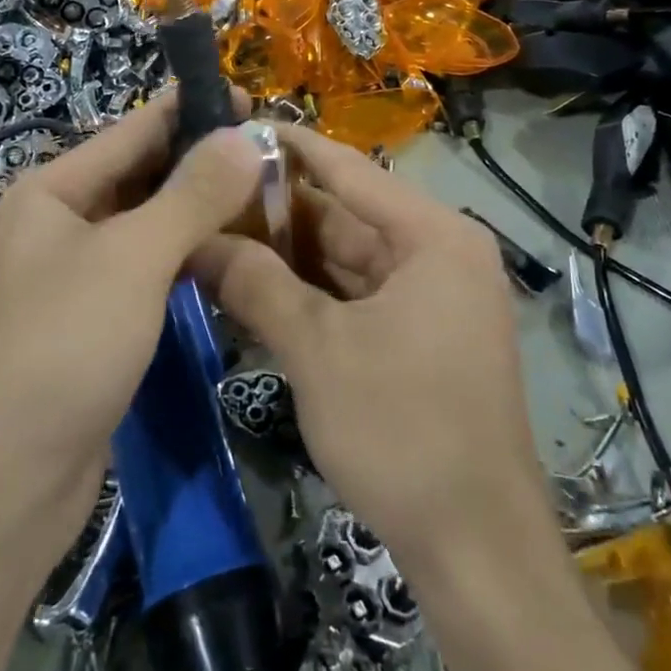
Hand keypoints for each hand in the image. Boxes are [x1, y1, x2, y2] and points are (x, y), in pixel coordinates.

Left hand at [0, 94, 261, 539]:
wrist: (6, 481)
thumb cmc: (63, 348)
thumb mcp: (132, 259)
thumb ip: (191, 195)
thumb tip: (244, 136)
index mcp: (55, 191)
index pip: (134, 130)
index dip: (191, 109)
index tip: (253, 99)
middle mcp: (63, 223)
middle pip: (144, 175)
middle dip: (204, 161)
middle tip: (274, 153)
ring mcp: (80, 275)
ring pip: (152, 225)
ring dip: (202, 210)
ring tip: (267, 196)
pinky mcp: (100, 320)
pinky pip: (152, 270)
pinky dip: (190, 257)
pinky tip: (234, 254)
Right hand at [193, 126, 551, 576]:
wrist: (475, 547)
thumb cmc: (402, 430)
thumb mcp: (317, 349)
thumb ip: (255, 284)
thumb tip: (194, 240)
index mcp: (432, 236)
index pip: (348, 170)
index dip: (289, 147)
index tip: (233, 124)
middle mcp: (437, 254)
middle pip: (343, 216)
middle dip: (274, 211)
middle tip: (205, 194)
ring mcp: (430, 298)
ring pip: (344, 260)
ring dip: (285, 255)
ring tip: (215, 233)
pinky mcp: (418, 337)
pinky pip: (354, 297)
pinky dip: (308, 294)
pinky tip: (252, 286)